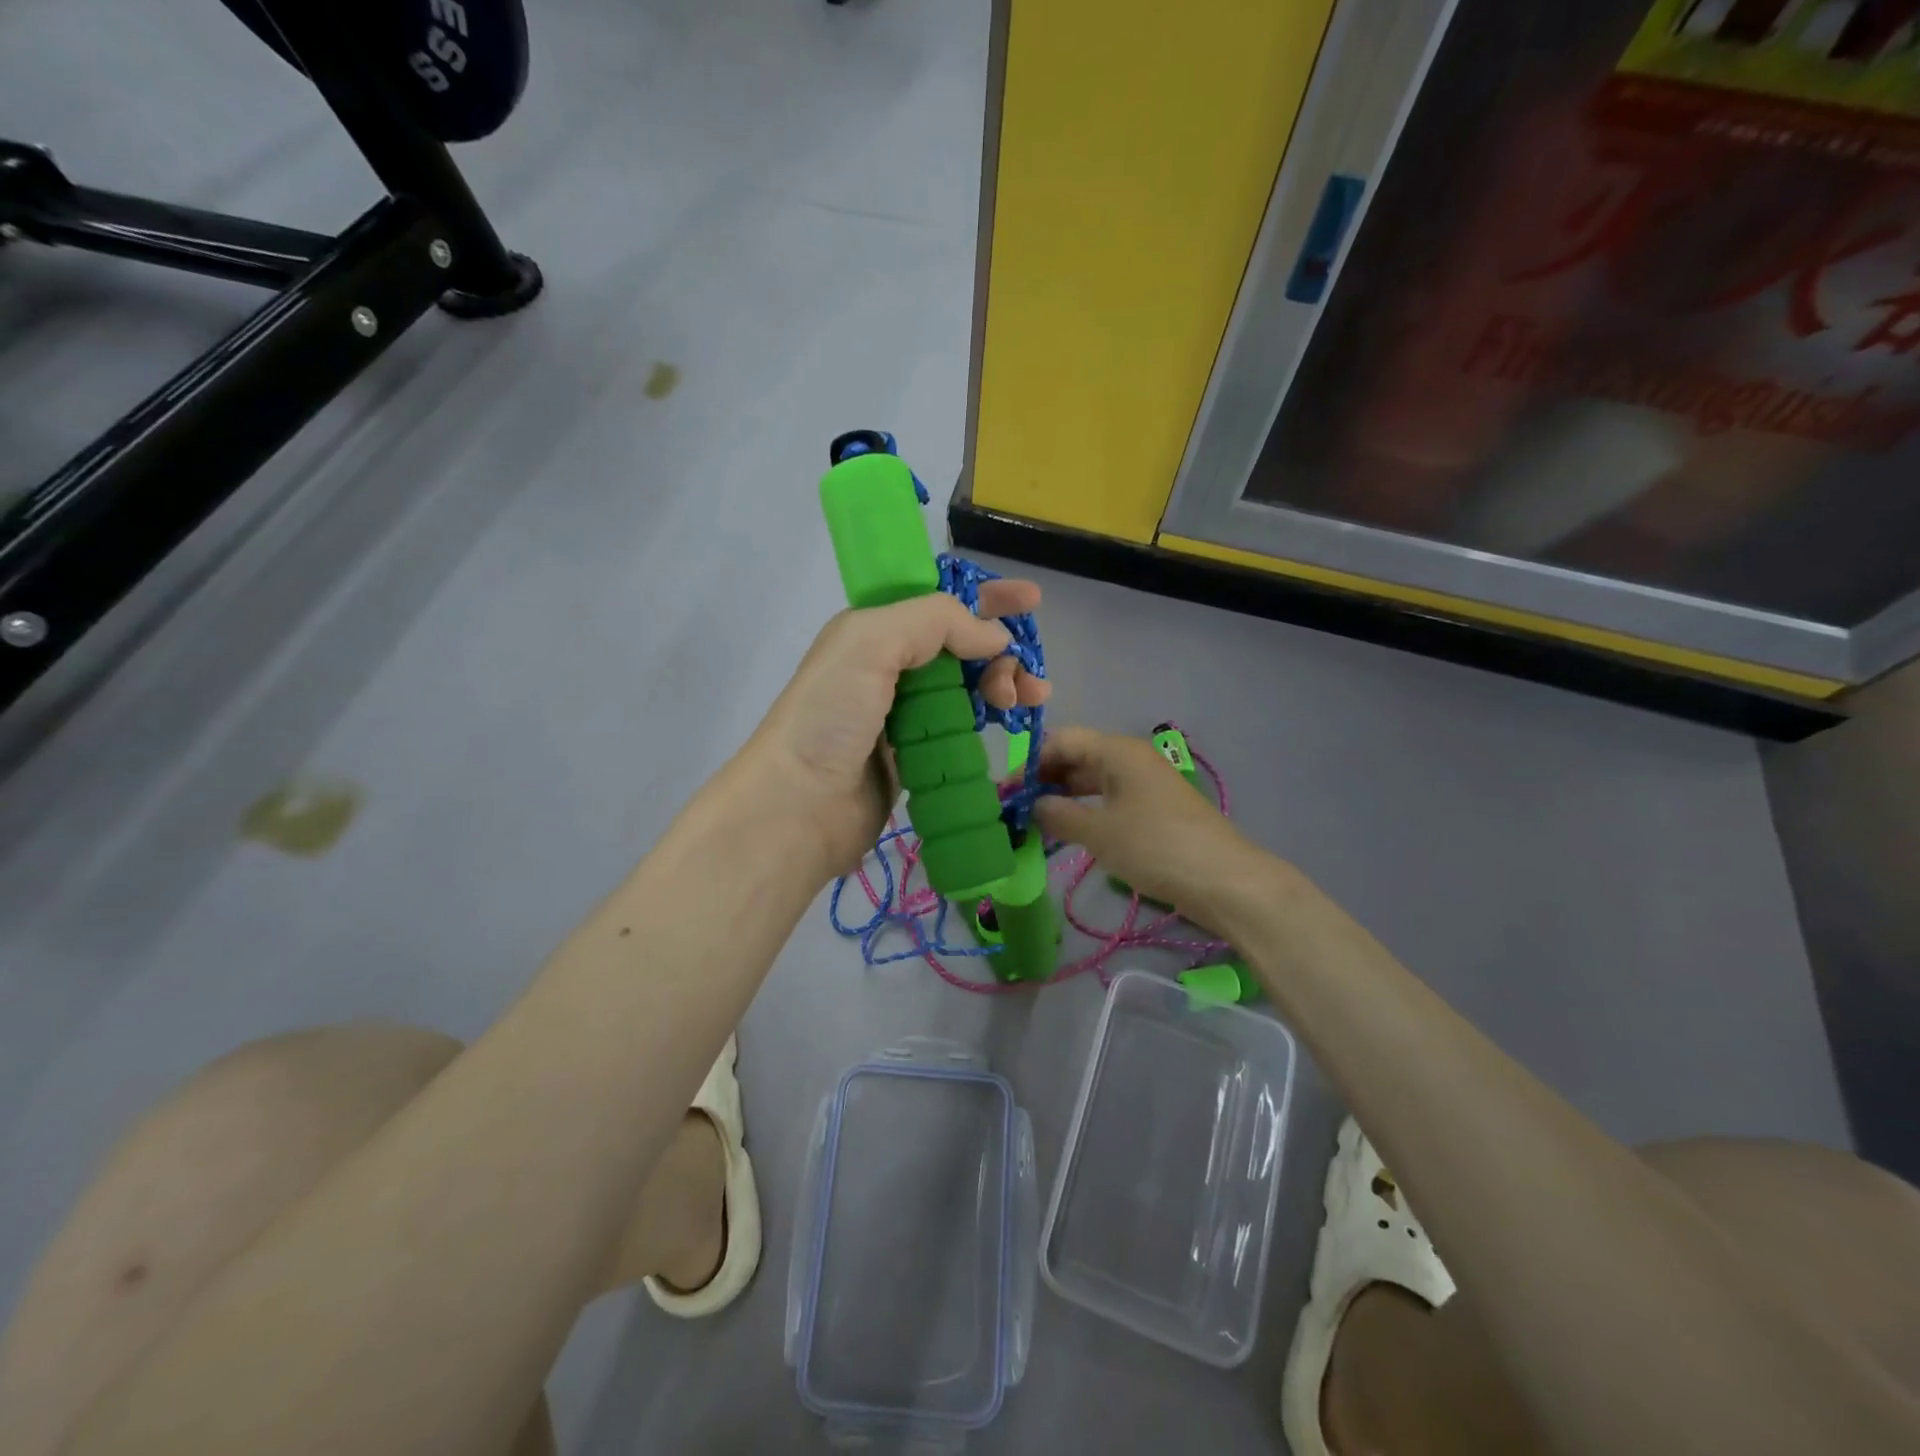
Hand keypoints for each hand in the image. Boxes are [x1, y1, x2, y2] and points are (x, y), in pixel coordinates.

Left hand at [744, 581, 1049, 876]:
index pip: (938, 601)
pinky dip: (988, 720)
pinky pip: (961, 727)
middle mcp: (889, 666)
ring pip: (966, 686)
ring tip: (1027, 701)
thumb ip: (935, 622)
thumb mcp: (871, 643)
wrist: (800, 805)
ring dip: (1002, 685)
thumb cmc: (830, 715)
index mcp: (874, 631)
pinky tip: (1008, 724)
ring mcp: (903, 713)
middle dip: (1001, 650)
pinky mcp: (916, 754)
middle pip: (960, 645)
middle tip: (1026, 676)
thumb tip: (995, 637)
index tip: (1031, 600)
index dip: (984, 597)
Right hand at [1035, 726, 1268, 930]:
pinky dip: (1085, 810)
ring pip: (1092, 780)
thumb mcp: (1098, 832)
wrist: (1223, 880)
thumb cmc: (1155, 847)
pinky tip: (1067, 830)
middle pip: (1077, 757)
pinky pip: (1109, 798)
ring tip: (1033, 821)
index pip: (1062, 740)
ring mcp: (1144, 783)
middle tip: (1015, 808)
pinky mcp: (1153, 808)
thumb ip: (1058, 815)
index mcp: (1117, 751)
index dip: (1030, 762)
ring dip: (1063, 796)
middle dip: (1044, 779)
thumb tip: (1032, 805)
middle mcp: (1130, 758)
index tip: (1006, 791)